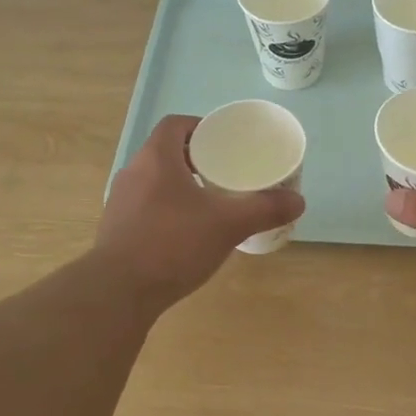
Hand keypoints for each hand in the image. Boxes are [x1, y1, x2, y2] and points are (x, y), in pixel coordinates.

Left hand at [97, 115, 305, 306]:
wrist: (119, 291)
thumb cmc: (173, 244)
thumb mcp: (228, 225)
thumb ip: (264, 210)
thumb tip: (298, 201)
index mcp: (156, 158)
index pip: (176, 124)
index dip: (200, 127)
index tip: (224, 143)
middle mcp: (133, 172)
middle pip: (165, 152)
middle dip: (195, 159)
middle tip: (225, 174)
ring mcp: (120, 201)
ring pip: (155, 181)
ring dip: (180, 186)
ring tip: (209, 203)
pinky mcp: (116, 229)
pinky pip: (145, 206)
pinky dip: (167, 210)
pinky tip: (187, 233)